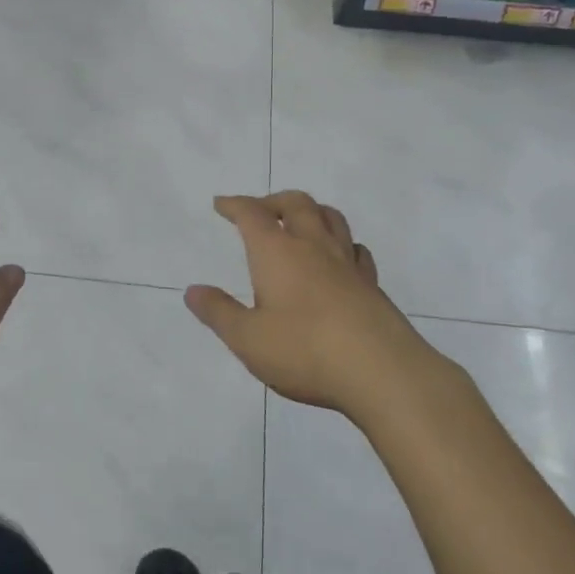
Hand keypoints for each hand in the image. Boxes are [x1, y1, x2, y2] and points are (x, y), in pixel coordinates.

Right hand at [186, 192, 440, 419]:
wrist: (382, 372)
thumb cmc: (304, 351)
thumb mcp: (248, 339)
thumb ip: (219, 313)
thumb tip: (192, 291)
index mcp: (277, 252)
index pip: (252, 214)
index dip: (235, 204)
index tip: (221, 204)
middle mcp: (312, 246)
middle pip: (296, 203)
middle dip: (274, 201)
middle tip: (260, 210)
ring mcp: (347, 263)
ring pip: (331, 218)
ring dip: (312, 211)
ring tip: (300, 222)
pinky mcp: (372, 285)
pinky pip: (356, 250)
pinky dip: (343, 243)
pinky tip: (340, 258)